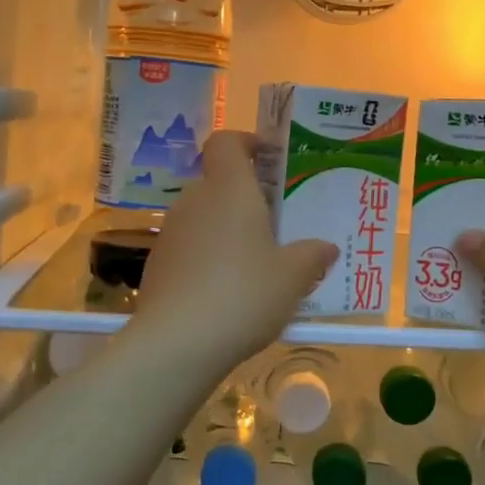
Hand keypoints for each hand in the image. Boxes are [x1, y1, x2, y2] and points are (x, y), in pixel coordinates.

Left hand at [124, 131, 337, 384]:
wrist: (177, 343)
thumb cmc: (244, 294)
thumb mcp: (293, 277)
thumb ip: (312, 256)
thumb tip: (327, 247)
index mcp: (229, 189)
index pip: (226, 142)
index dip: (246, 143)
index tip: (270, 161)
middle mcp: (194, 200)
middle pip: (218, 182)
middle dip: (245, 197)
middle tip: (276, 223)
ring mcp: (171, 233)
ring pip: (203, 217)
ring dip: (227, 230)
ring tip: (255, 263)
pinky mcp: (157, 265)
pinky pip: (189, 247)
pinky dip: (208, 258)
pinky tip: (227, 292)